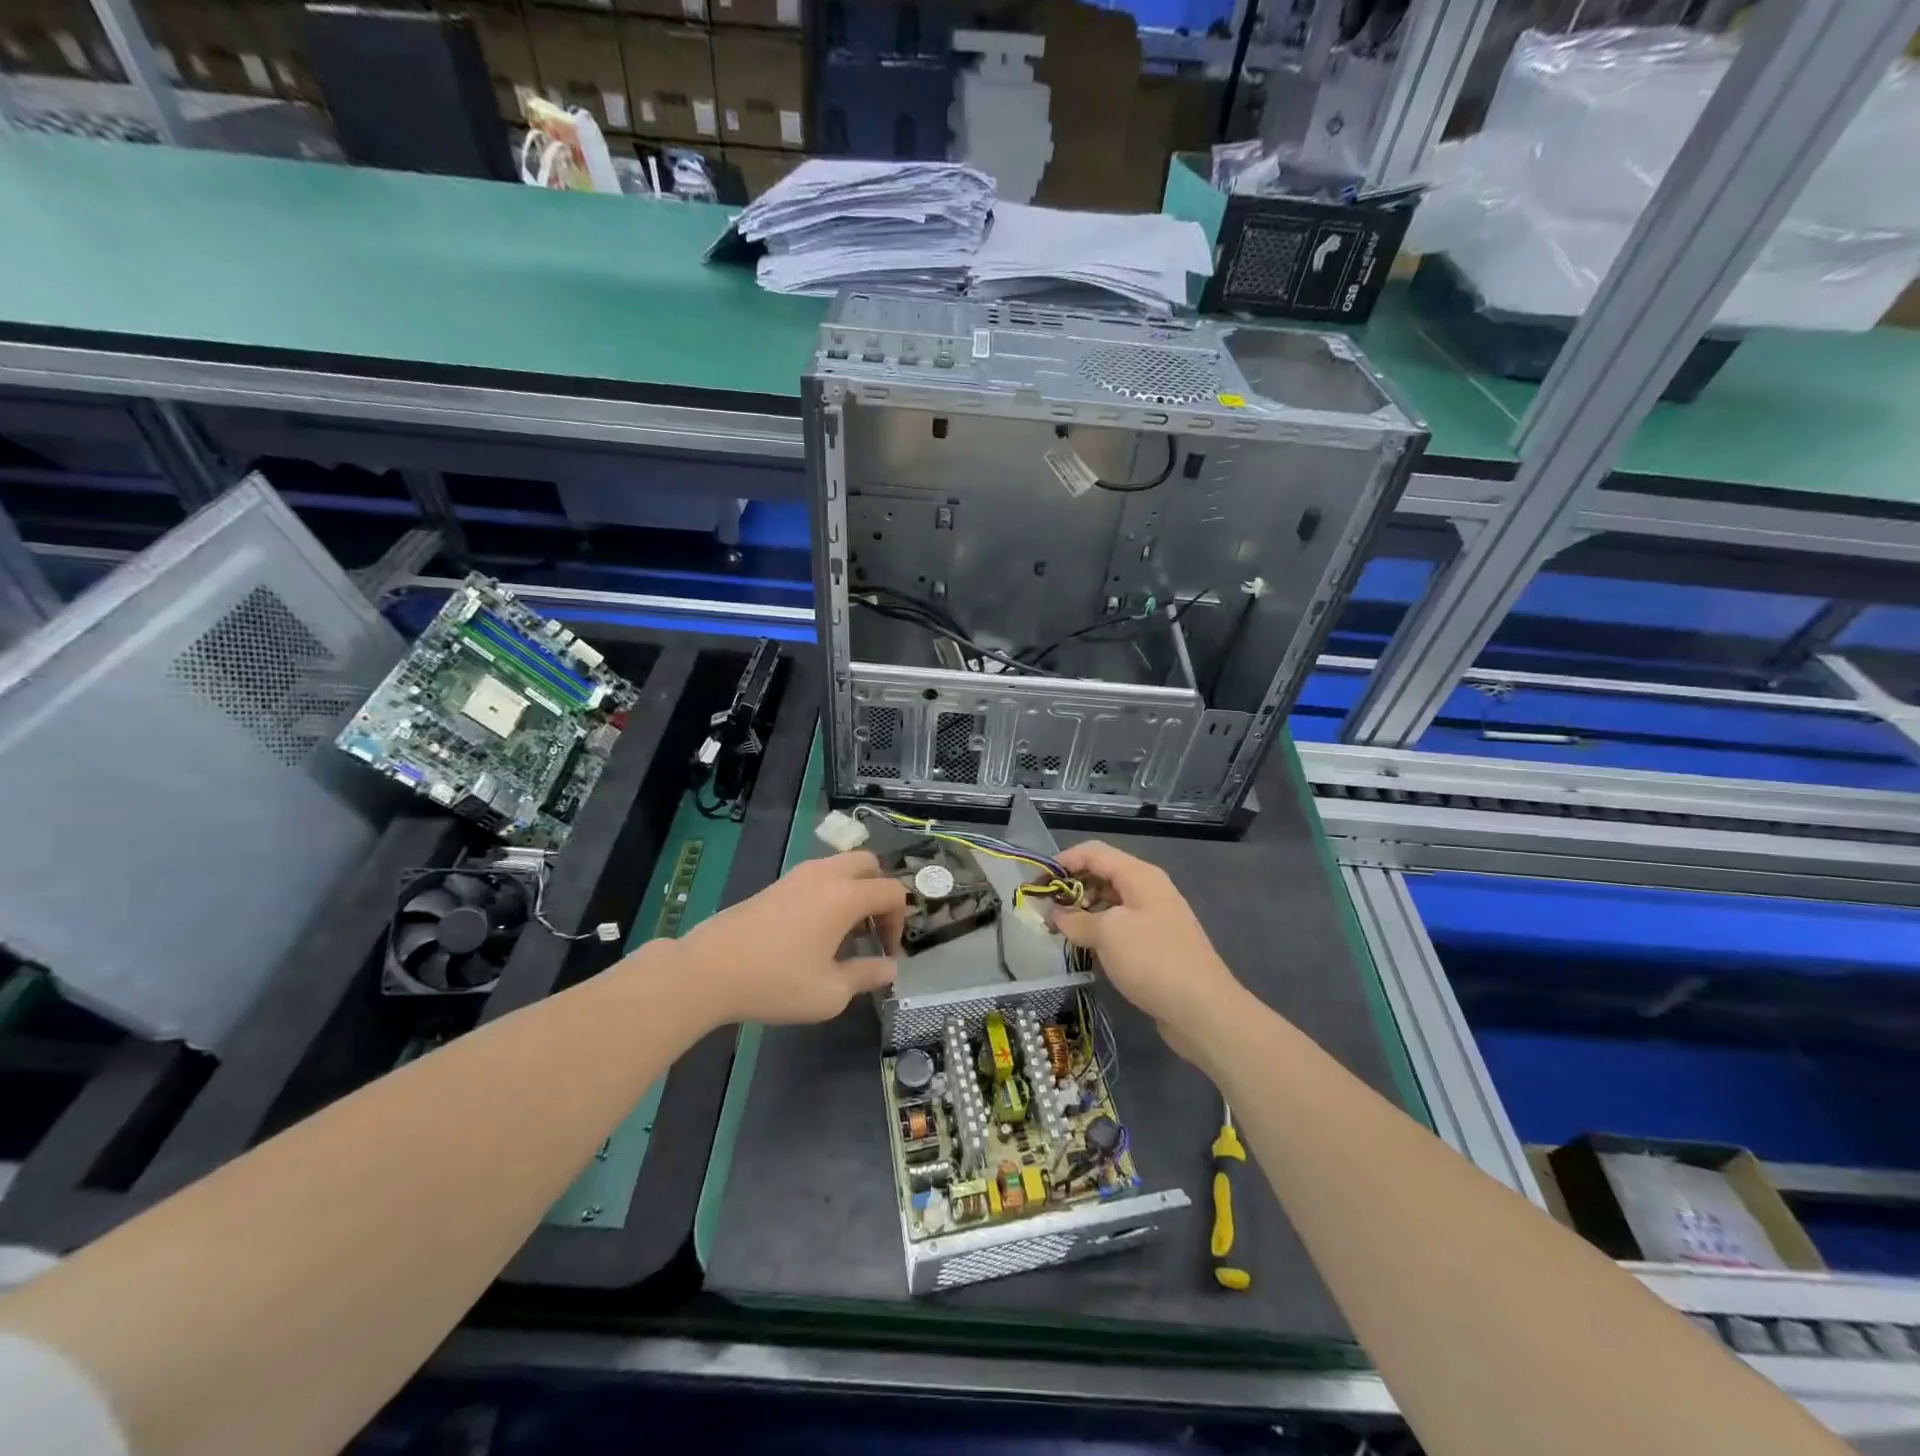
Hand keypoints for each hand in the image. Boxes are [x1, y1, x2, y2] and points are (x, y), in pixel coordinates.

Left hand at [671, 851, 904, 1026]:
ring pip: (840, 866)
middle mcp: (825, 875)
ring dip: (853, 891)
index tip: (886, 952)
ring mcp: (797, 876)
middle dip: (879, 893)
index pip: (892, 890)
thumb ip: (866, 976)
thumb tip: (890, 968)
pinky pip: (817, 876)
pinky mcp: (776, 885)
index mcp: (846, 895)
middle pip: (869, 864)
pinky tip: (814, 931)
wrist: (708, 970)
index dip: (899, 920)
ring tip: (843, 932)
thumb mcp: (830, 992)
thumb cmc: (776, 981)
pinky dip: (829, 893)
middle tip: (871, 930)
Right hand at [1050, 841, 1243, 1061]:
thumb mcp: (1107, 934)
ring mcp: (1154, 917)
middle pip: (1102, 874)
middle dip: (1071, 887)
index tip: (1036, 882)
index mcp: (1140, 876)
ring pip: (1109, 902)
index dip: (1062, 862)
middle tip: (1044, 909)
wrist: (1202, 1010)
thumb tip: (1056, 914)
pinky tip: (1083, 947)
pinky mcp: (1155, 944)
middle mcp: (1148, 889)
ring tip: (1058, 930)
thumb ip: (1076, 919)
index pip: (1093, 852)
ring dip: (1083, 911)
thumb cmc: (1153, 960)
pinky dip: (1098, 930)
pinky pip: (1119, 926)